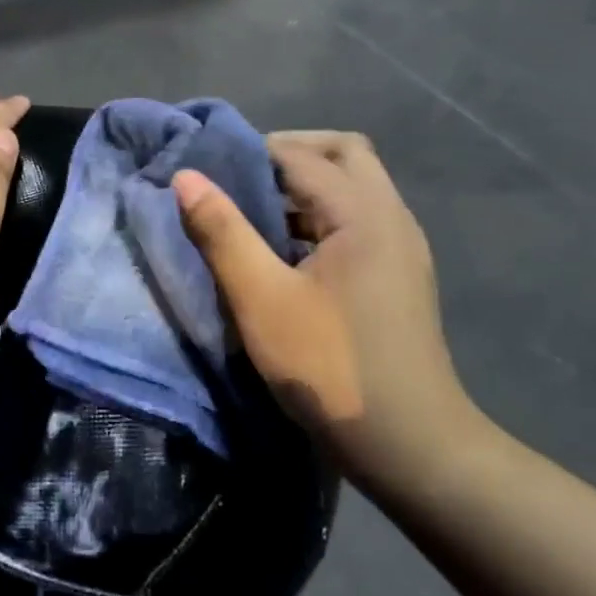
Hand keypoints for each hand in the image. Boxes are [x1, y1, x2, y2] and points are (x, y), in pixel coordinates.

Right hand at [172, 131, 483, 478]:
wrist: (409, 444)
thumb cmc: (329, 367)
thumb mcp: (261, 299)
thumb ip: (222, 232)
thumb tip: (186, 177)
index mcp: (363, 213)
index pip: (302, 155)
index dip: (252, 151)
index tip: (209, 165)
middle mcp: (391, 216)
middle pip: (344, 153)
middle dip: (290, 153)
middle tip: (242, 177)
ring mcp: (402, 246)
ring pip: (355, 187)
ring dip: (306, 187)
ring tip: (255, 212)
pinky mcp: (400, 274)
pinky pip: (359, 220)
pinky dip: (321, 217)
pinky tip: (288, 252)